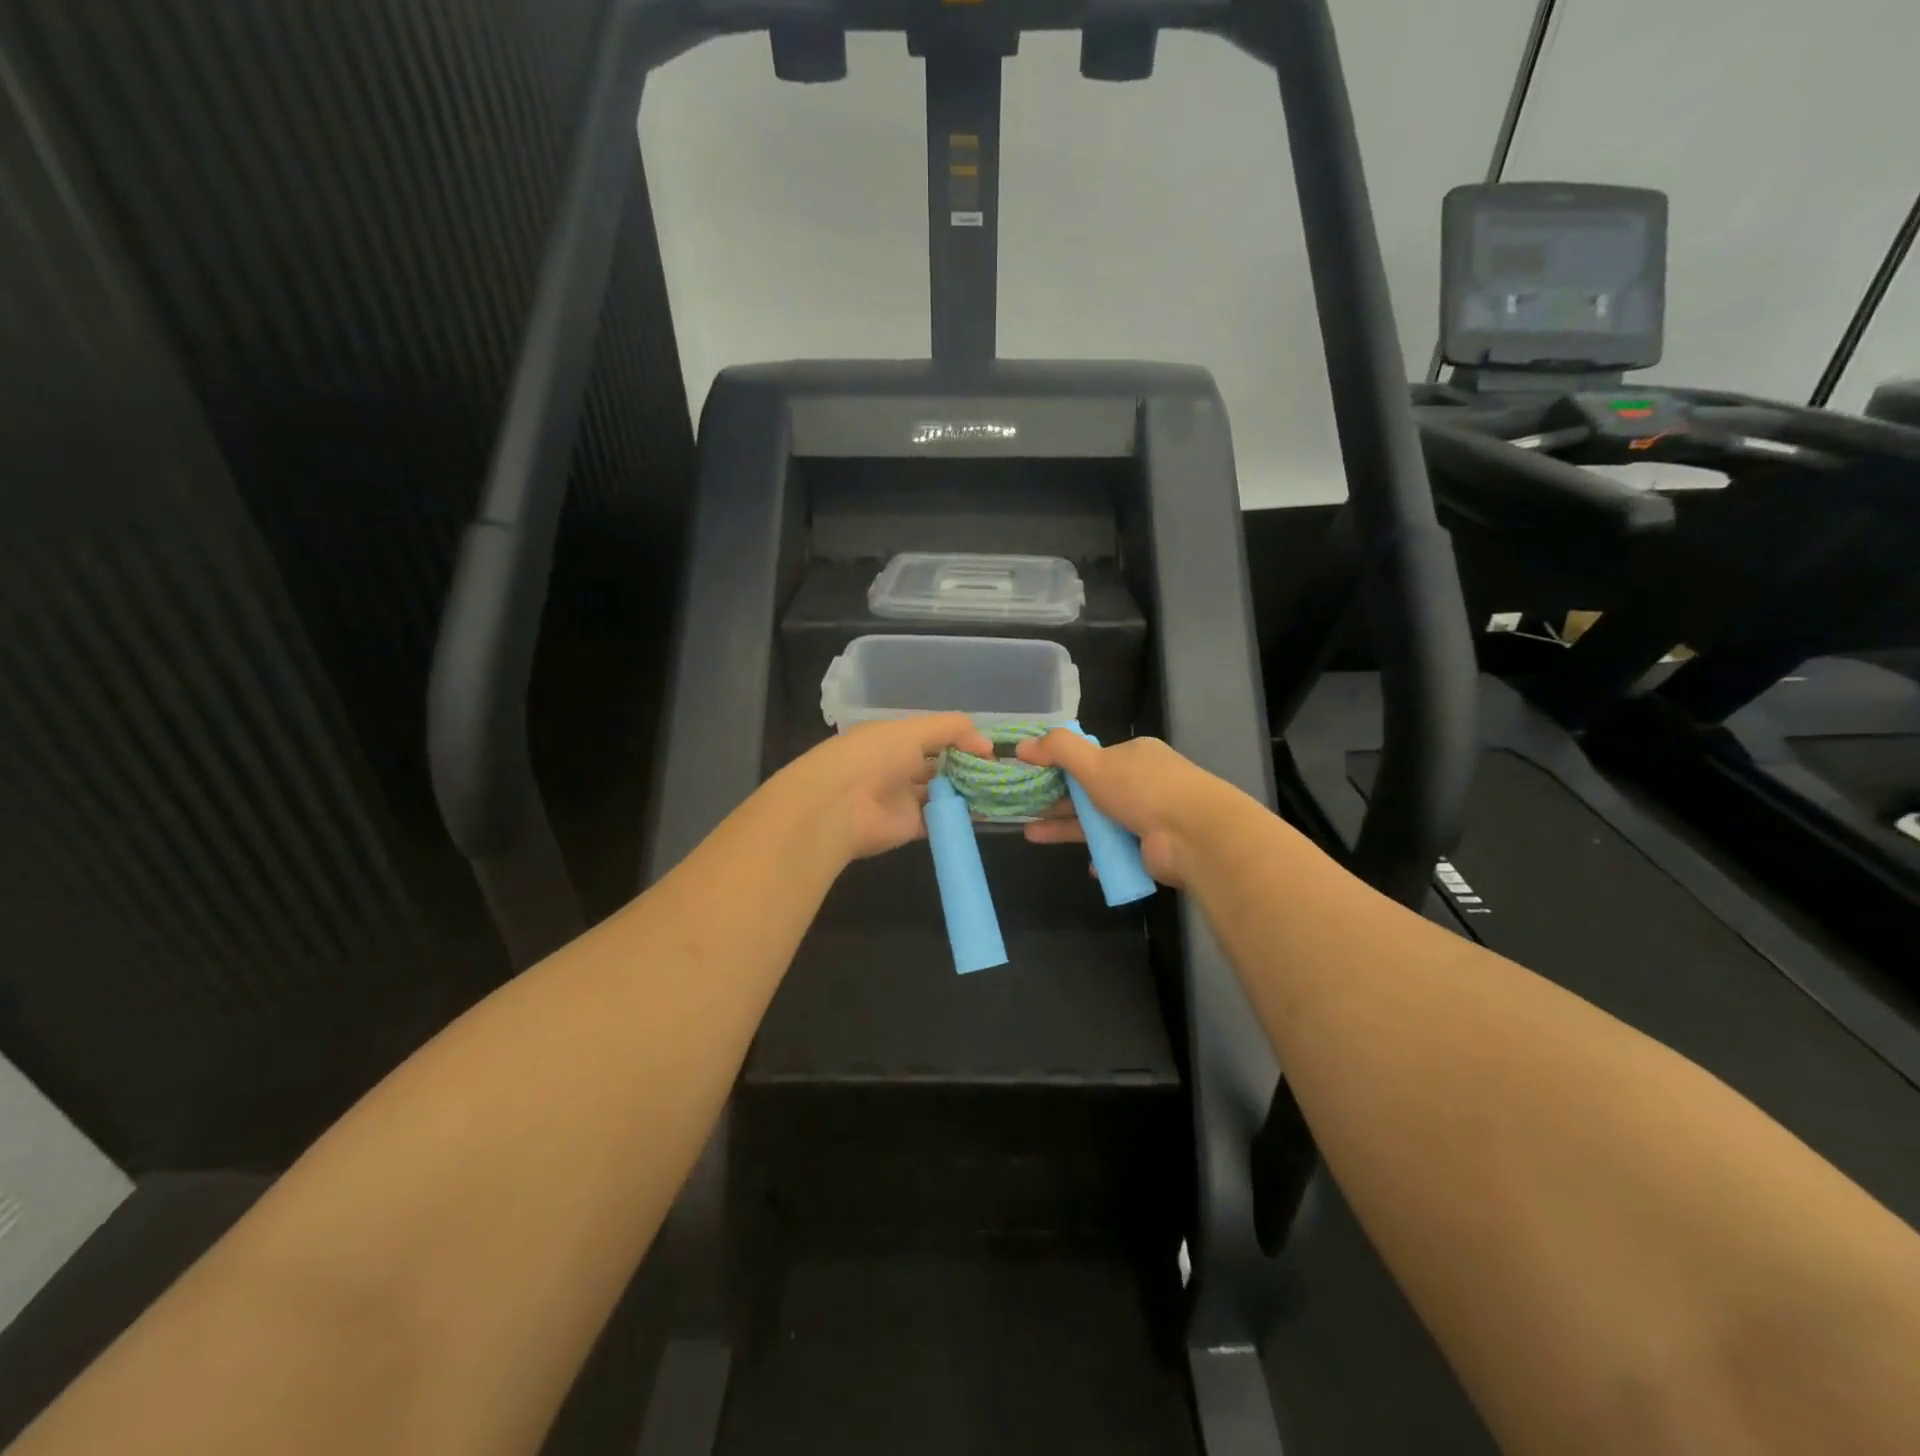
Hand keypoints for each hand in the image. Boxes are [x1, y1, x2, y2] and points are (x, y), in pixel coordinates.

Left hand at [785, 714, 996, 864]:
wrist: (838, 806)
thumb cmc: (874, 757)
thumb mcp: (913, 730)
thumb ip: (952, 729)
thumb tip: (987, 743)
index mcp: (895, 739)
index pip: (935, 736)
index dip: (963, 740)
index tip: (990, 749)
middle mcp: (899, 766)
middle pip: (941, 765)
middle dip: (969, 767)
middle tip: (1001, 772)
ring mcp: (904, 798)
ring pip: (943, 793)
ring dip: (967, 792)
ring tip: (999, 791)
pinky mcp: (909, 827)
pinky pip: (940, 821)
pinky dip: (959, 817)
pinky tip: (984, 812)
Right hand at [1015, 732, 1234, 888]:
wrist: (1195, 836)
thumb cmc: (1143, 790)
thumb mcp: (1094, 763)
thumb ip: (1058, 750)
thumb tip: (1022, 744)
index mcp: (1134, 755)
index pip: (1091, 758)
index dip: (1060, 766)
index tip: (1032, 776)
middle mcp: (1143, 782)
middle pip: (1091, 791)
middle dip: (1056, 801)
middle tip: (1023, 809)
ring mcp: (1149, 816)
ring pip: (1100, 821)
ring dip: (1067, 827)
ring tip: (1030, 835)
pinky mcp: (1152, 847)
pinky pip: (1117, 849)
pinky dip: (1099, 855)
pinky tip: (1084, 863)